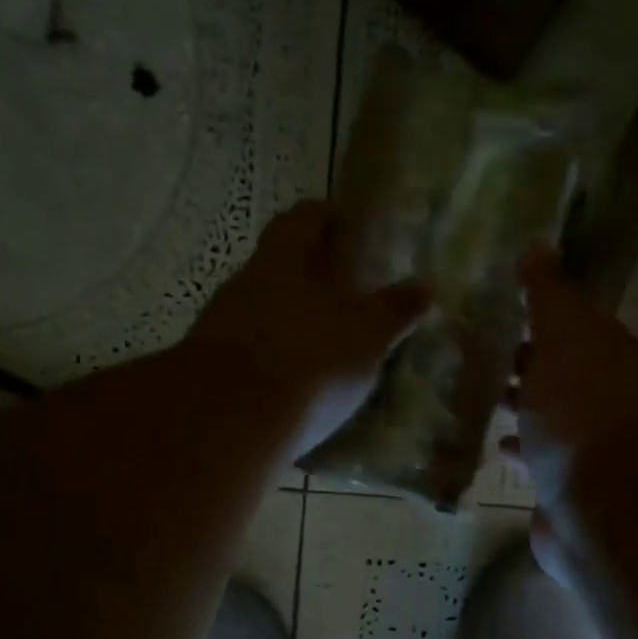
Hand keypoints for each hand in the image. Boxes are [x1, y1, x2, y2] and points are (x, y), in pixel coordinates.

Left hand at [189, 201, 428, 458]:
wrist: (232, 422)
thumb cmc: (311, 360)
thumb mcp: (367, 334)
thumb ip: (396, 309)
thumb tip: (426, 287)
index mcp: (282, 260)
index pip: (303, 218)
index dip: (327, 216)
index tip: (351, 226)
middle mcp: (245, 284)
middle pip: (279, 266)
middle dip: (311, 275)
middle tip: (348, 294)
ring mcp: (221, 327)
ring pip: (264, 311)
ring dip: (293, 322)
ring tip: (327, 346)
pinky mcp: (211, 371)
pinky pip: (252, 355)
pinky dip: (276, 362)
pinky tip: (298, 386)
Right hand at [507, 248, 637, 570]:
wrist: (604, 508)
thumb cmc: (581, 412)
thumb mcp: (564, 338)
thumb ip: (549, 296)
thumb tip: (537, 246)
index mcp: (611, 356)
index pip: (574, 327)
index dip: (540, 318)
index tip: (499, 312)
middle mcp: (607, 399)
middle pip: (561, 373)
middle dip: (526, 363)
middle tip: (477, 354)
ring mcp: (590, 448)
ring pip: (550, 417)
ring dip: (521, 407)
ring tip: (477, 397)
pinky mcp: (570, 488)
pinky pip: (539, 459)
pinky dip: (520, 449)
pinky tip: (494, 447)